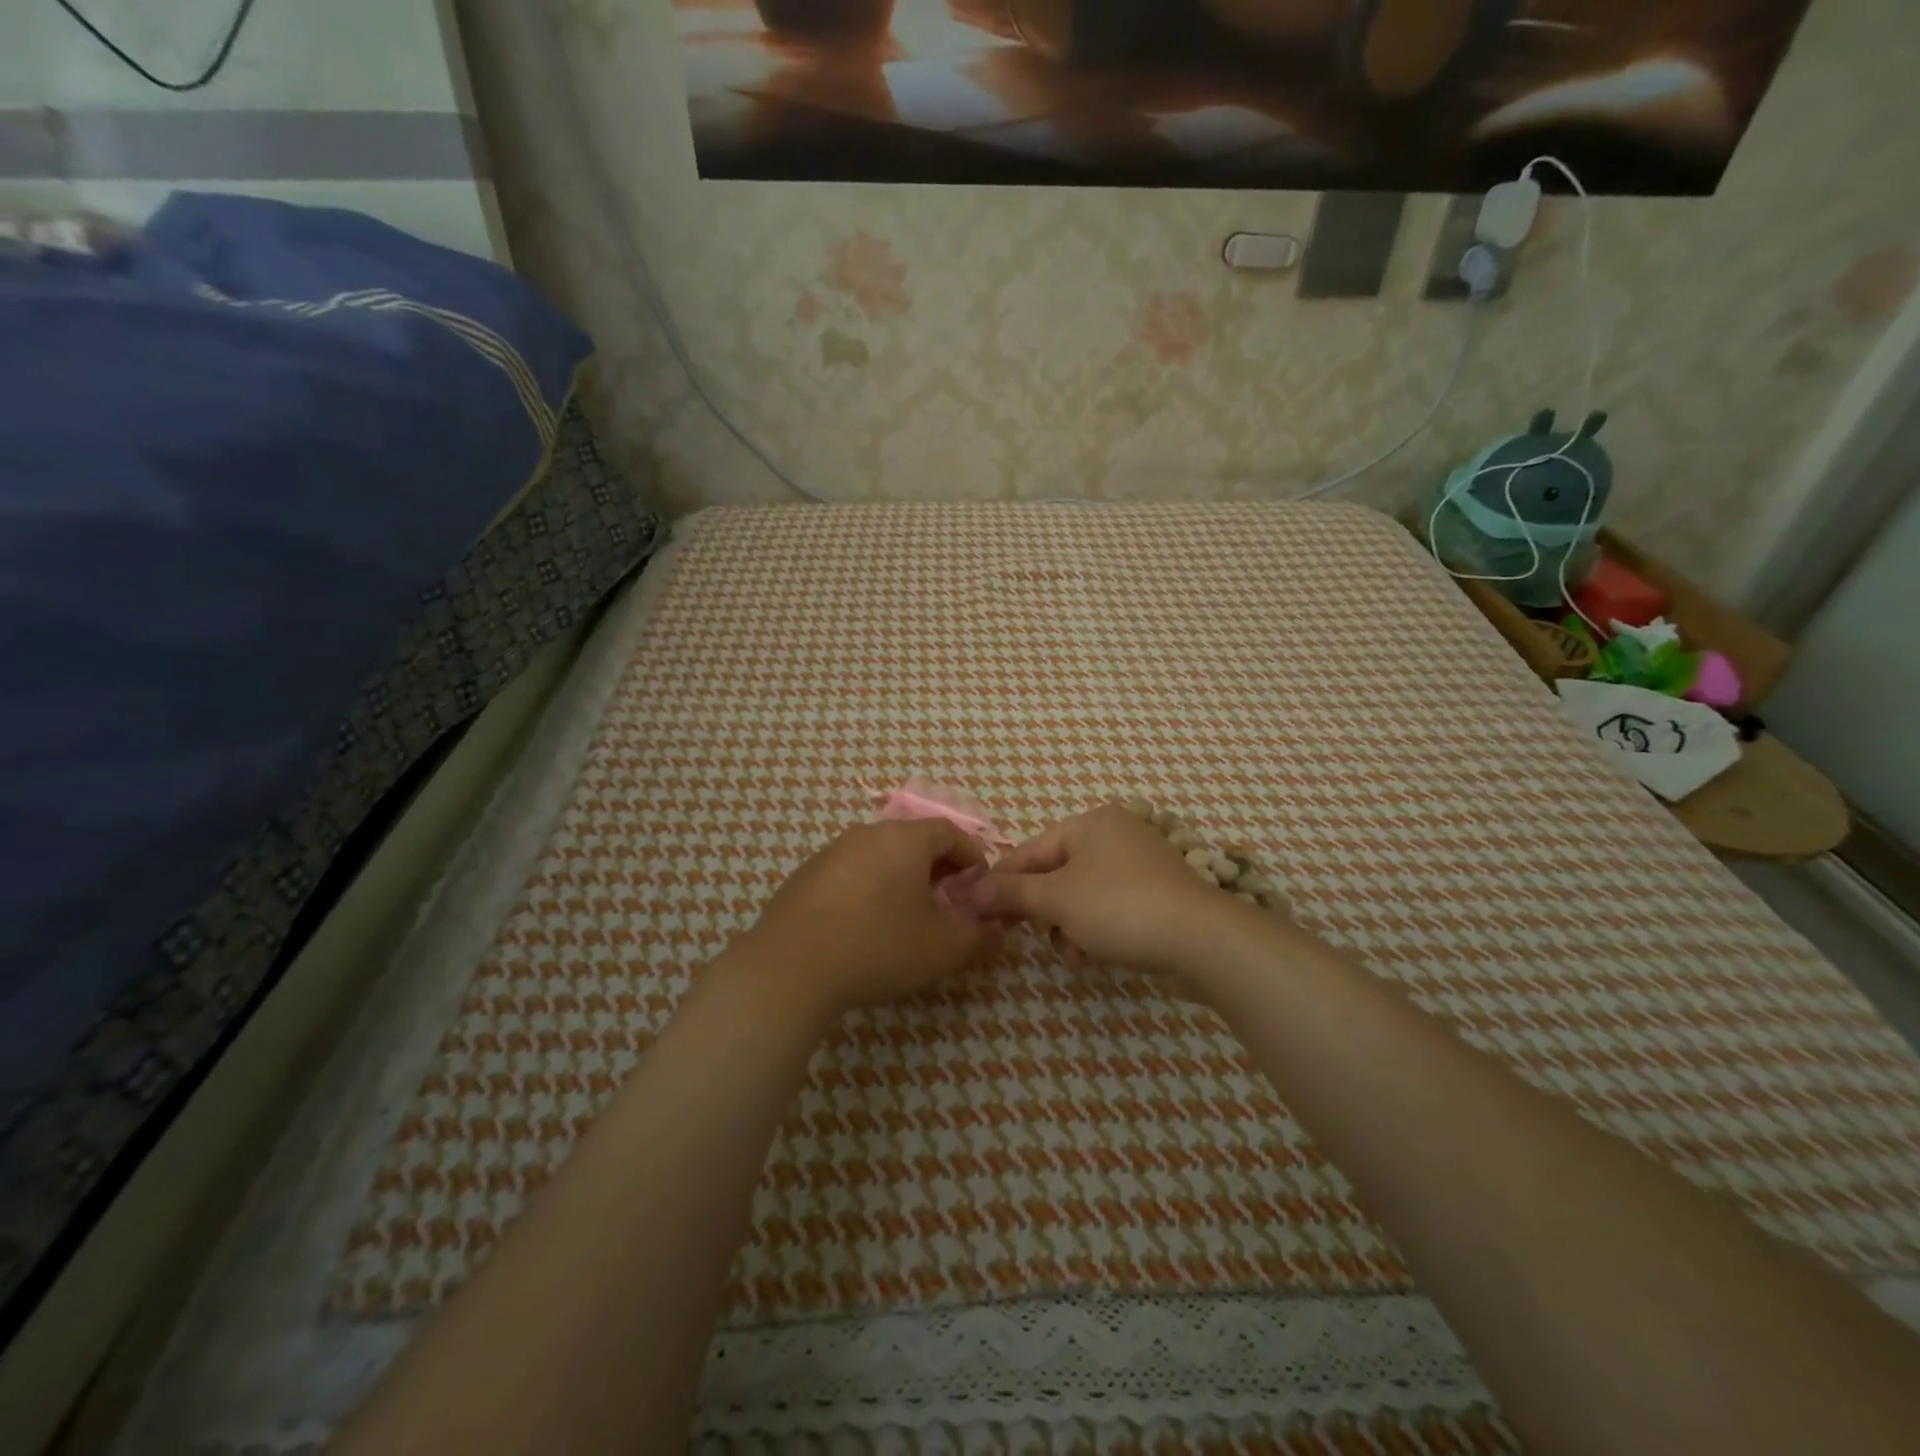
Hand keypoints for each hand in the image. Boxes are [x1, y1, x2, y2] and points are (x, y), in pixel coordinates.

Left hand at [732, 819, 996, 1017]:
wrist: (789, 969)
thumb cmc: (878, 947)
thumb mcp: (943, 947)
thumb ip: (979, 934)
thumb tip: (996, 927)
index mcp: (904, 839)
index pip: (951, 832)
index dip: (972, 857)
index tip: (980, 888)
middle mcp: (867, 833)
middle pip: (914, 841)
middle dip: (939, 869)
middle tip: (948, 905)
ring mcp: (831, 852)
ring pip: (881, 856)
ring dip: (903, 879)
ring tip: (908, 918)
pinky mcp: (805, 876)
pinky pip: (852, 873)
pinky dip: (870, 889)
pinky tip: (865, 927)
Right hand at [976, 804, 1240, 976]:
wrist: (1201, 940)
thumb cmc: (1120, 907)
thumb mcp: (1057, 899)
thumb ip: (1012, 892)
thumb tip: (972, 889)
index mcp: (1090, 823)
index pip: (1030, 850)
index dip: (1001, 881)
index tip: (977, 909)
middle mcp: (1115, 835)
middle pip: (1056, 872)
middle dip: (1039, 907)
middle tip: (1016, 934)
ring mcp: (1139, 865)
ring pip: (1081, 894)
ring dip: (1066, 924)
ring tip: (1068, 951)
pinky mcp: (1156, 896)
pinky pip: (1108, 907)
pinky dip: (1094, 929)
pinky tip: (1091, 955)